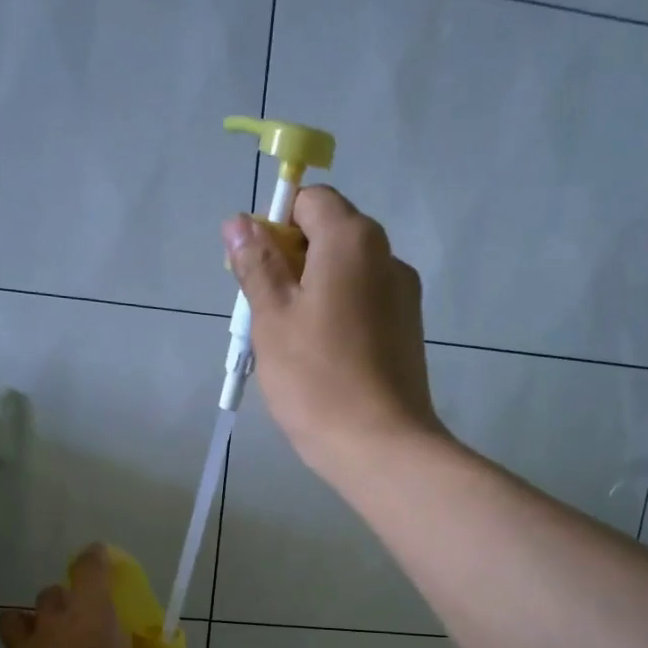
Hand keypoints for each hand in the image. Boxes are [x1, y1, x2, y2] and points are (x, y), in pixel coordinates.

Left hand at [0, 544, 215, 647]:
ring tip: (42, 639)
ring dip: (26, 624)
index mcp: (90, 614)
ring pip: (15, 621)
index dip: (95, 558)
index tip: (100, 554)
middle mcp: (54, 623)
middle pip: (51, 593)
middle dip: (63, 597)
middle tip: (79, 613)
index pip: (89, 569)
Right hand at [223, 186, 444, 476]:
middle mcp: (387, 256)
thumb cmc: (316, 378)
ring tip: (291, 346)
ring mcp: (403, 296)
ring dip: (312, 294)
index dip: (275, 226)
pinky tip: (322, 361)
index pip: (310, 201)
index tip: (257, 273)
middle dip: (290, 264)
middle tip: (266, 315)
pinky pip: (363, 306)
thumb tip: (239, 222)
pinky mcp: (408, 332)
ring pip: (345, 275)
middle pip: (330, 236)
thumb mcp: (272, 318)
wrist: (380, 446)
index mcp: (353, 240)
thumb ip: (256, 265)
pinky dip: (337, 317)